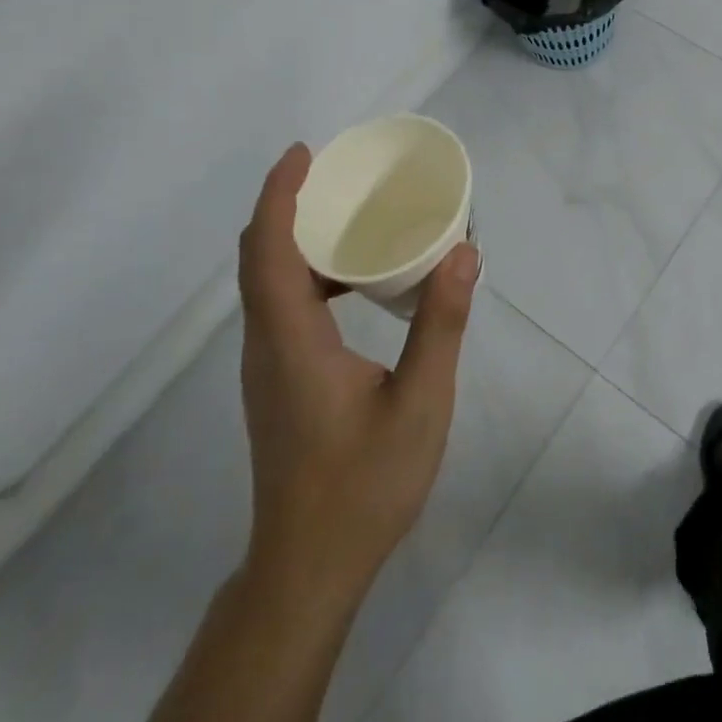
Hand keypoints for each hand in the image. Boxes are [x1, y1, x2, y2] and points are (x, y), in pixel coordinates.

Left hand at [235, 143, 480, 597]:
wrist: (308, 568)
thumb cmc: (363, 486)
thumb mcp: (420, 403)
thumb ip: (441, 324)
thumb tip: (463, 253)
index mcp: (291, 341)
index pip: (269, 250)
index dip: (279, 195)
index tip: (304, 153)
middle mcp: (266, 344)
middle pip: (259, 257)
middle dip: (288, 204)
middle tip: (338, 173)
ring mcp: (267, 365)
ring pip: (267, 282)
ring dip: (297, 237)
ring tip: (350, 214)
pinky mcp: (278, 380)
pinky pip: (281, 304)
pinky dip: (308, 272)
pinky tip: (355, 280)